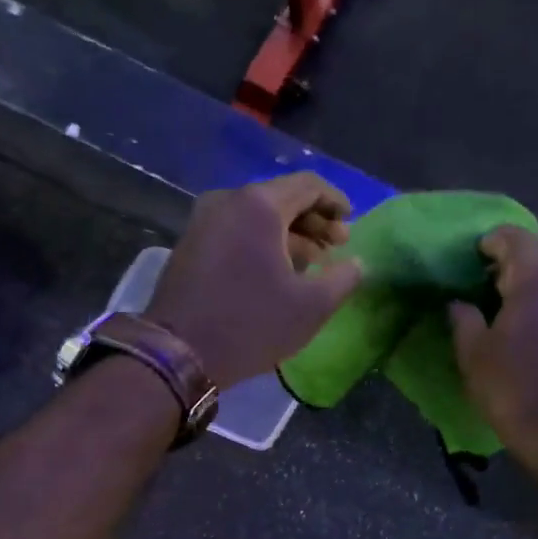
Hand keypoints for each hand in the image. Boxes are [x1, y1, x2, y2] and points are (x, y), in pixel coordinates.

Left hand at [148, 173, 364, 388]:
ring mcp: (203, 221)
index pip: (308, 185)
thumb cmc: (252, 325)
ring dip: (289, 234)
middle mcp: (228, 201)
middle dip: (314, 221)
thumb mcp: (311, 307)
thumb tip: (357, 264)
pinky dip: (262, 242)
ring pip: (257, 216)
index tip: (351, 225)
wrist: (180, 353)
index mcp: (260, 205)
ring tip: (312, 263)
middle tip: (336, 248)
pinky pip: (236, 231)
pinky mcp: (190, 244)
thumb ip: (344, 278)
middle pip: (281, 198)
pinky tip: (277, 271)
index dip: (336, 202)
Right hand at [449, 226, 537, 463]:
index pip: (512, 237)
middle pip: (535, 260)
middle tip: (478, 294)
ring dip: (528, 293)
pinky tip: (528, 337)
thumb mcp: (472, 352)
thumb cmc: (511, 387)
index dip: (487, 244)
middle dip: (506, 272)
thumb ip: (463, 317)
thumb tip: (460, 303)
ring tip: (503, 319)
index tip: (468, 262)